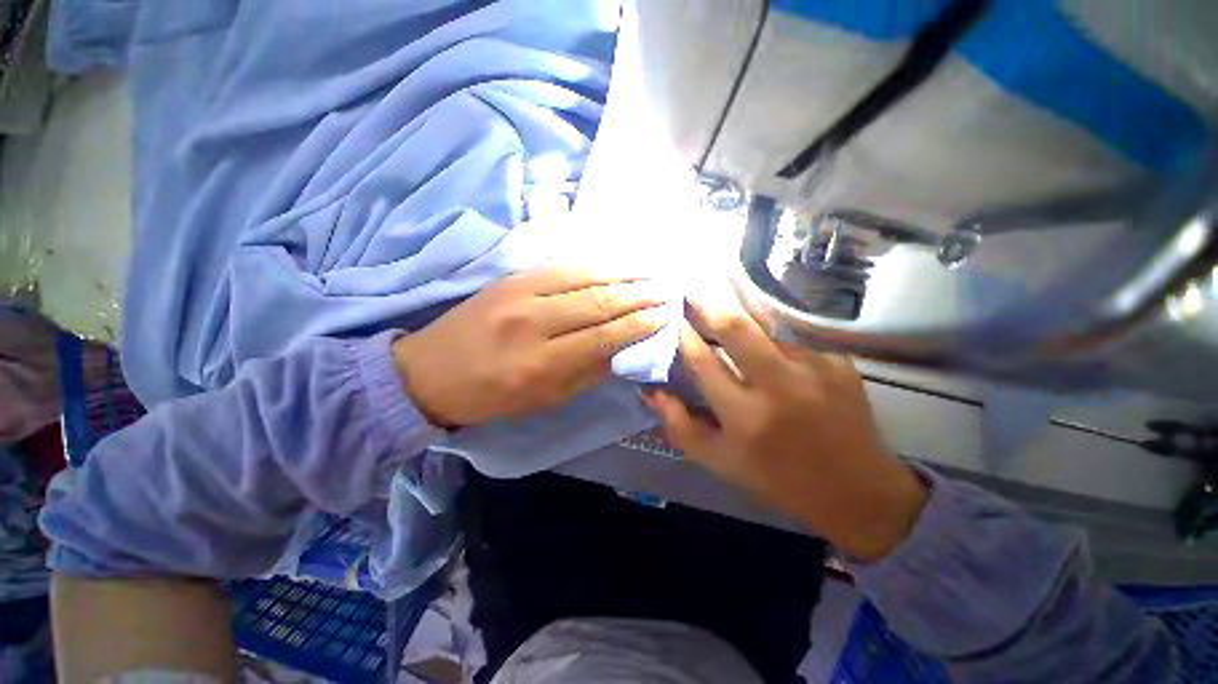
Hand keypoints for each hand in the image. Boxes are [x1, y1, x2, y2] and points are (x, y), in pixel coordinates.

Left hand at [394, 267, 666, 427]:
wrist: (430, 372)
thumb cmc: (491, 396)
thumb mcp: (544, 400)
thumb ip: (586, 373)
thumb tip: (622, 350)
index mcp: (540, 363)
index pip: (603, 337)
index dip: (637, 325)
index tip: (663, 316)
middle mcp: (532, 323)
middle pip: (597, 302)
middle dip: (636, 296)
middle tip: (664, 291)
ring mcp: (519, 294)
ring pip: (581, 277)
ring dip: (620, 274)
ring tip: (647, 273)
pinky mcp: (510, 278)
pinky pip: (559, 267)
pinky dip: (591, 265)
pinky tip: (611, 264)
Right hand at [640, 293, 927, 562]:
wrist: (857, 492)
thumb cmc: (777, 479)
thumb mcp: (719, 461)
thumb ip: (679, 425)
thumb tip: (650, 390)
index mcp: (745, 417)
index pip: (702, 362)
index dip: (682, 336)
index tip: (669, 317)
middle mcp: (779, 388)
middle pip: (737, 328)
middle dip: (707, 305)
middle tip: (690, 292)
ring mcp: (814, 369)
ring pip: (767, 325)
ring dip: (740, 309)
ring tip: (722, 296)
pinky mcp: (839, 363)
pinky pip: (794, 337)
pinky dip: (773, 331)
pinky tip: (766, 335)